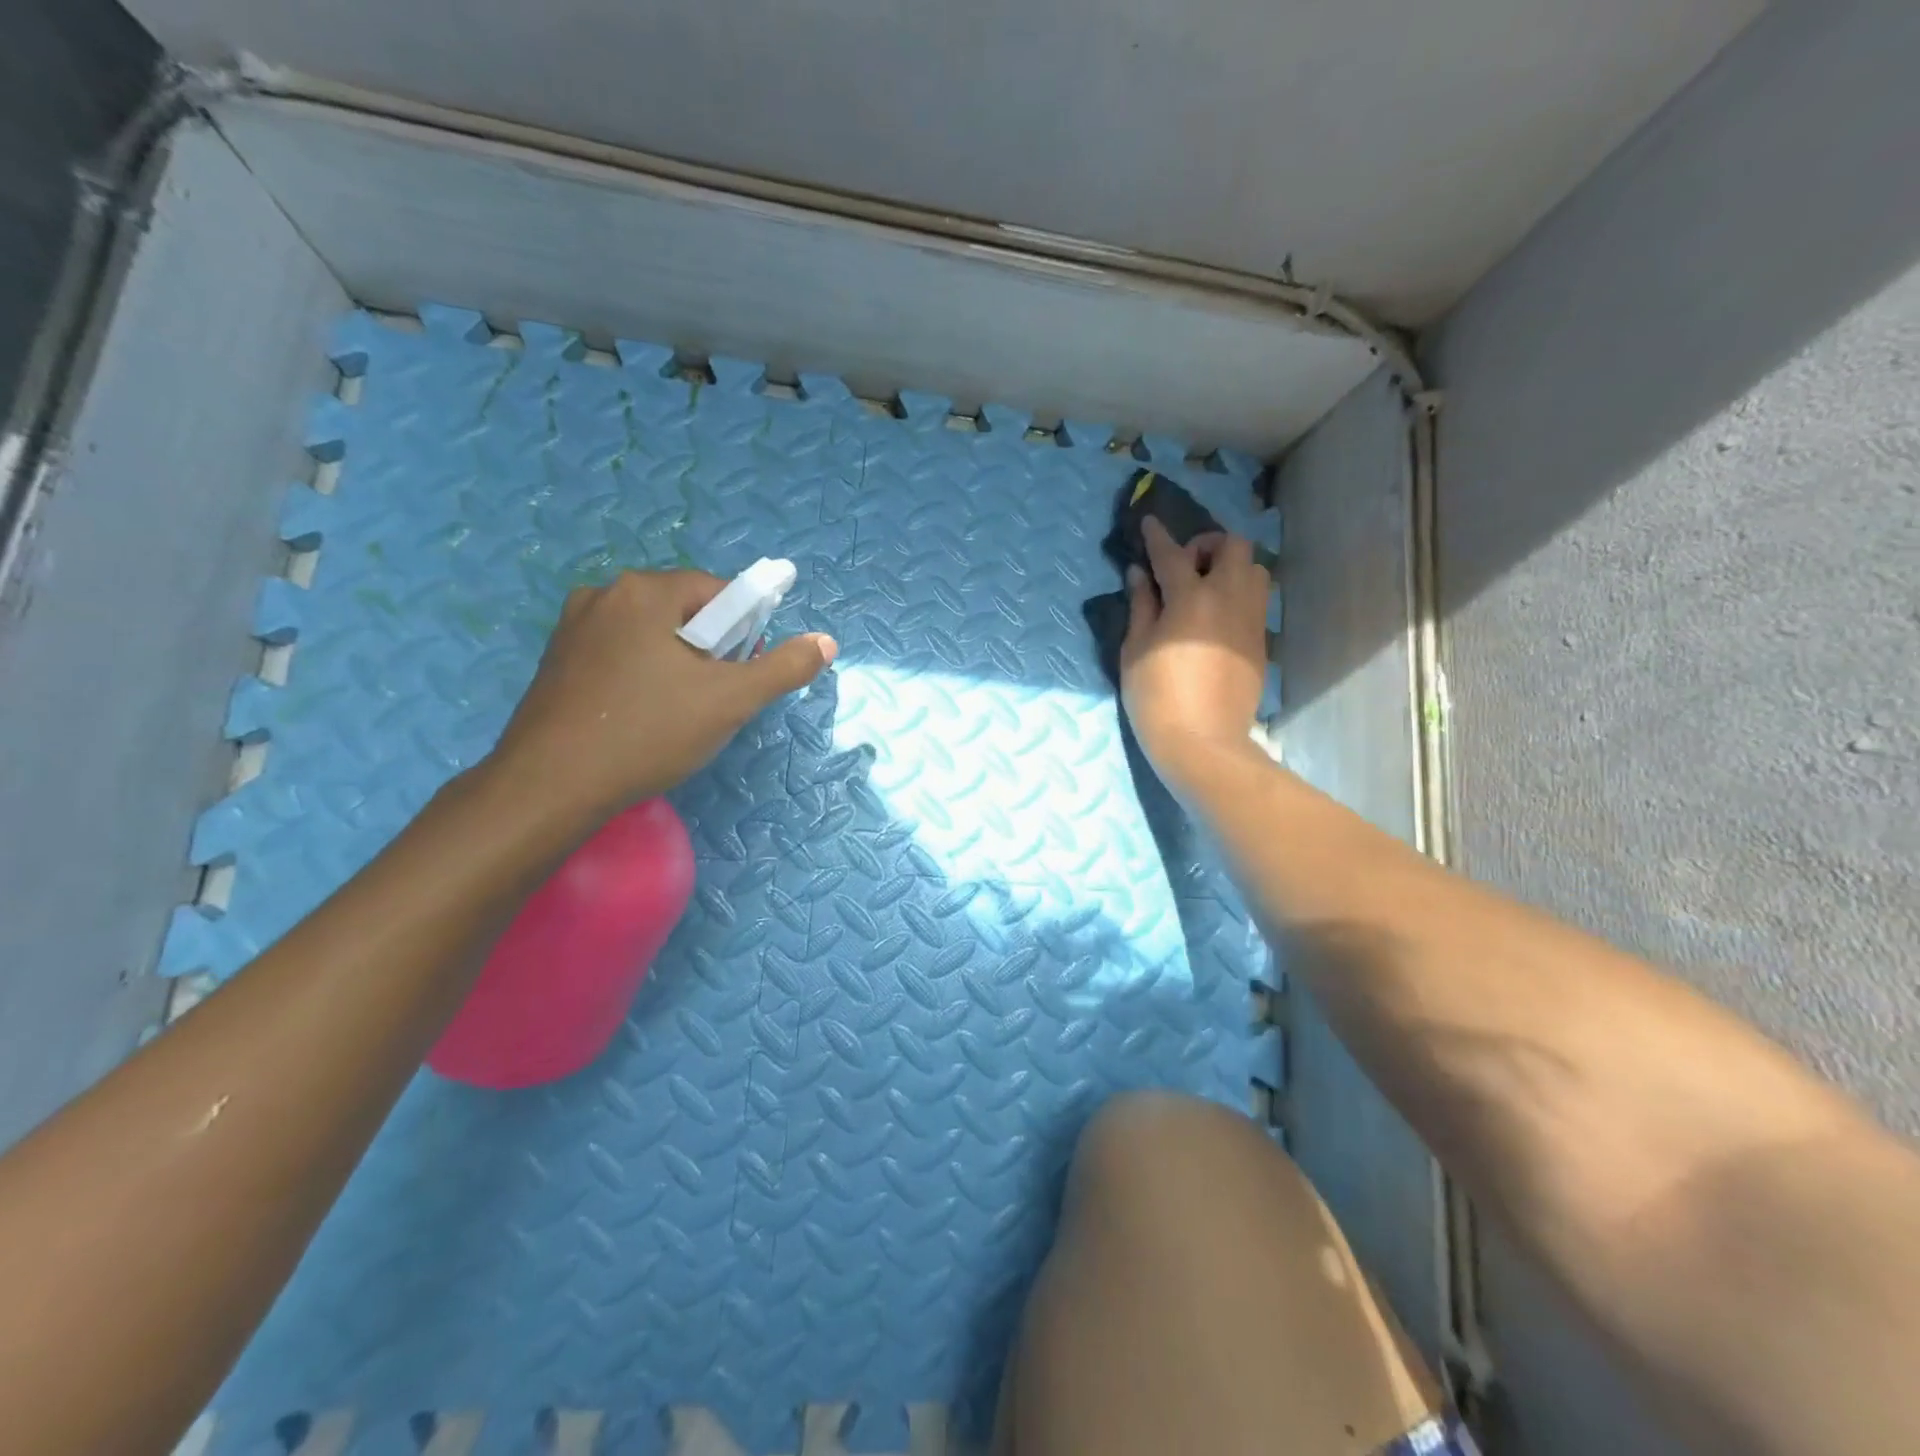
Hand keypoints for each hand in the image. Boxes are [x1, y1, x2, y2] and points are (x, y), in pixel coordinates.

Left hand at [486, 569, 835, 821]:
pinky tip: (639, 717)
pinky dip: (640, 676)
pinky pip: (618, 654)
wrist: (551, 785)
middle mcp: (605, 594)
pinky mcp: (555, 660)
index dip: (743, 632)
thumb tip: (826, 641)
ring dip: (675, 664)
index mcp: (646, 590)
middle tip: (712, 700)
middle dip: (709, 651)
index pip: (720, 592)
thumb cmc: (650, 732)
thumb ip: (784, 667)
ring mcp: (573, 626)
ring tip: (676, 714)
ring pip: (650, 635)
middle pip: (683, 612)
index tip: (741, 675)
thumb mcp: (731, 701)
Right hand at [1120, 517, 1270, 791]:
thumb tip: (1140, 574)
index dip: (1158, 536)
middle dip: (1208, 544)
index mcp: (1191, 597)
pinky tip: (1216, 618)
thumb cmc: (1156, 696)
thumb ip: (1141, 605)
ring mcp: (1251, 619)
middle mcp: (1229, 598)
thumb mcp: (1135, 649)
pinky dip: (1237, 594)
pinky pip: (1256, 600)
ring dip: (1231, 567)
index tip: (1149, 522)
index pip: (1173, 554)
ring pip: (1255, 570)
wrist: (1202, 741)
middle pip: (1234, 546)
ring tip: (1205, 589)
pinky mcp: (1261, 641)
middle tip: (1185, 565)